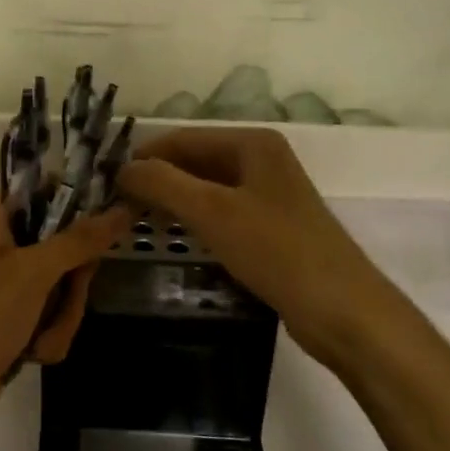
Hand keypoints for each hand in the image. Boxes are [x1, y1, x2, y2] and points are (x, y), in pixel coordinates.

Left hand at [0, 197, 130, 450]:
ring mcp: (10, 286)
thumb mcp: (33, 273)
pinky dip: (48, 338)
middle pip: (66, 246)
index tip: (109, 221)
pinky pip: (54, 318)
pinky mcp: (16, 321)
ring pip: (65, 288)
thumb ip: (80, 240)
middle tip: (66, 295)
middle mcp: (3, 246)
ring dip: (60, 318)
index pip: (46, 191)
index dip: (78, 205)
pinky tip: (31, 355)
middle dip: (72, 285)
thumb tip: (124, 208)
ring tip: (37, 338)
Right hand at [118, 128, 399, 373]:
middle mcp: (261, 161)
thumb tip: (122, 168)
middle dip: (157, 181)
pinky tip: (174, 240)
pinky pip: (221, 214)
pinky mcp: (271, 228)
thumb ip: (163, 183)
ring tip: (136, 224)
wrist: (343, 311)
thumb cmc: (277, 251)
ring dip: (172, 203)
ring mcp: (268, 195)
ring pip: (206, 189)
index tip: (106, 184)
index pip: (182, 139)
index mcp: (252, 144)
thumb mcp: (213, 212)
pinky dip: (194, 222)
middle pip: (194, 162)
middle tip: (116, 207)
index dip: (143, 158)